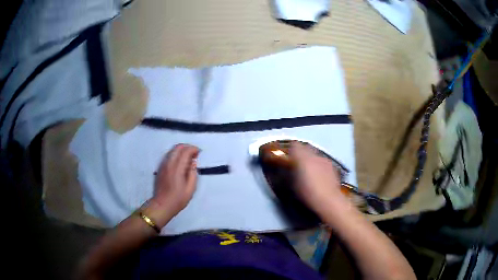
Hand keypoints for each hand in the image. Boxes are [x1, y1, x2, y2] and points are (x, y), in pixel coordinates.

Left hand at [148, 144, 199, 223]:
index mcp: (177, 168)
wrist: (162, 205)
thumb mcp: (190, 189)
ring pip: (172, 150)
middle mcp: (169, 163)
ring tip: (188, 158)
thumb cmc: (178, 199)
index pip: (185, 151)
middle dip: (187, 147)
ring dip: (181, 150)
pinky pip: (169, 156)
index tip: (199, 152)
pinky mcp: (160, 168)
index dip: (193, 149)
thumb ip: (193, 174)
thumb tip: (193, 162)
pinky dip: (176, 155)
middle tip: (194, 154)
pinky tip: (180, 163)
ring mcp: (163, 165)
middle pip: (178, 147)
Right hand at [290, 142, 352, 216]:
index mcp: (302, 157)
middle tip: (298, 164)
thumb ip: (289, 174)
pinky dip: (320, 166)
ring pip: (316, 155)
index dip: (291, 150)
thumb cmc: (307, 193)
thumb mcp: (292, 185)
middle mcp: (314, 155)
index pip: (295, 145)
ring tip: (310, 172)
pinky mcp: (333, 167)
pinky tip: (320, 177)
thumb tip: (286, 170)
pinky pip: (323, 162)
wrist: (329, 201)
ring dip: (312, 160)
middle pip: (306, 148)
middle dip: (302, 154)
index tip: (288, 157)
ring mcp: (325, 160)